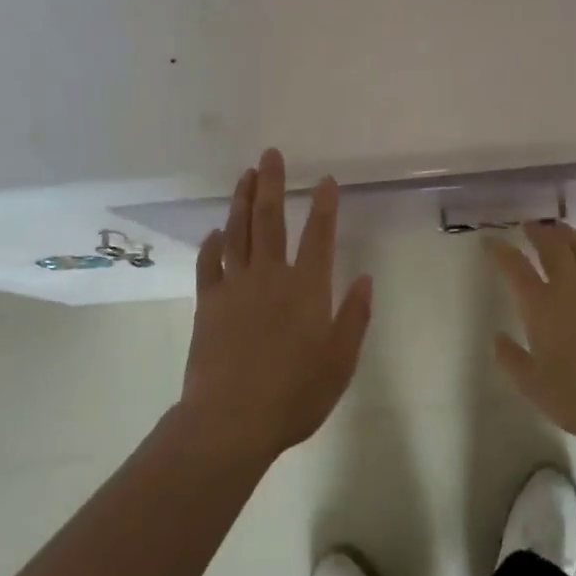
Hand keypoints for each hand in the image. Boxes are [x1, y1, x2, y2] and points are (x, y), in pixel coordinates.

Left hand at [177, 149, 372, 464]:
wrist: (231, 420)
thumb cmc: (295, 394)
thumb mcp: (340, 361)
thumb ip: (354, 317)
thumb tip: (366, 278)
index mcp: (307, 288)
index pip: (319, 235)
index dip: (325, 205)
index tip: (326, 180)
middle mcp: (271, 276)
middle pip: (270, 220)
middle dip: (273, 184)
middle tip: (270, 155)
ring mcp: (235, 287)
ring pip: (238, 233)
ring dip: (242, 201)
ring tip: (245, 175)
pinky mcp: (208, 303)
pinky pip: (209, 264)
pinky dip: (212, 245)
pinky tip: (215, 232)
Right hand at [486, 223, 575, 447]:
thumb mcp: (535, 389)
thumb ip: (512, 361)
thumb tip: (499, 338)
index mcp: (541, 306)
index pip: (515, 267)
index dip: (500, 251)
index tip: (490, 241)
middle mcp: (570, 287)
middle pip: (552, 245)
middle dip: (538, 231)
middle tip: (529, 225)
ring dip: (567, 235)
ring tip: (560, 231)